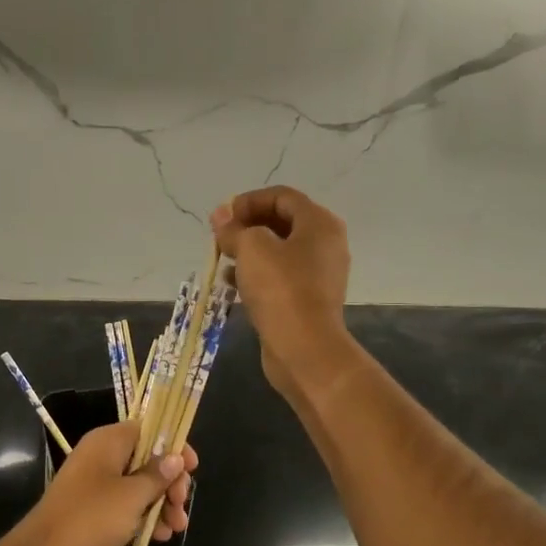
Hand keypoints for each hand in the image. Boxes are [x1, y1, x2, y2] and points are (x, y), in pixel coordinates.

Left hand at [3, 423, 196, 545]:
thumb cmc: (91, 518)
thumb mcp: (132, 495)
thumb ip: (157, 475)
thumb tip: (175, 457)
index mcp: (107, 442)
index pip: (147, 430)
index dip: (172, 445)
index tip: (192, 467)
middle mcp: (101, 459)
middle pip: (146, 460)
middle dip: (169, 481)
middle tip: (182, 504)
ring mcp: (97, 488)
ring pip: (139, 487)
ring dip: (161, 504)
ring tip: (177, 527)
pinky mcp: (95, 515)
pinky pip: (127, 509)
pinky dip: (145, 518)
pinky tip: (160, 537)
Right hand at [211, 185, 351, 399]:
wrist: (305, 349)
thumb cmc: (281, 289)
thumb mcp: (251, 248)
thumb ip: (234, 228)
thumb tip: (221, 216)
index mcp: (319, 223)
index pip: (282, 196)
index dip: (249, 201)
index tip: (222, 217)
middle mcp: (325, 244)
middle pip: (281, 222)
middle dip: (247, 226)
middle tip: (220, 236)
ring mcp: (319, 274)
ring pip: (278, 252)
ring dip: (248, 251)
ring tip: (222, 259)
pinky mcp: (308, 300)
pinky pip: (279, 277)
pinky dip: (256, 275)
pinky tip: (231, 284)